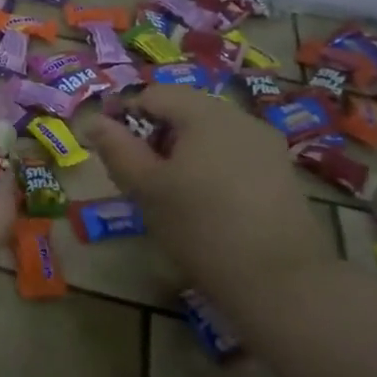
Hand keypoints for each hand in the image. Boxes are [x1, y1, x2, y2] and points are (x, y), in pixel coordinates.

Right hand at [83, 84, 330, 290]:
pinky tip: (206, 202)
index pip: (153, 95)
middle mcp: (240, 117)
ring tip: (170, 190)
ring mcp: (266, 144)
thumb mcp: (146, 188)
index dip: (124, 116)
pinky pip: (233, 153)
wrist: (281, 281)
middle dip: (155, 134)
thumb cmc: (200, 227)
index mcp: (205, 113)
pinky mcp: (281, 172)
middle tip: (139, 174)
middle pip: (184, 110)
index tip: (112, 151)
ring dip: (183, 150)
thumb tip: (94, 120)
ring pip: (210, 132)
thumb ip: (117, 149)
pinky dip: (210, 165)